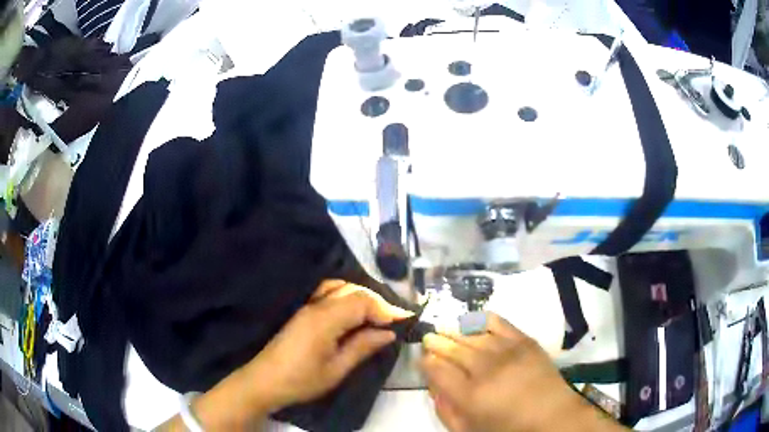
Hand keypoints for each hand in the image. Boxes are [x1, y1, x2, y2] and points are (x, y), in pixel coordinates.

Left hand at [240, 280, 412, 412]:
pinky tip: (353, 311)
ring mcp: (307, 306)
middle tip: (393, 320)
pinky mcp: (302, 312)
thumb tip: (388, 333)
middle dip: (376, 302)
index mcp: (325, 319)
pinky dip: (346, 296)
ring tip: (377, 315)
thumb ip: (362, 347)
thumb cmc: (301, 380)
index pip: (362, 301)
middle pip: (352, 290)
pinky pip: (328, 293)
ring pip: (339, 287)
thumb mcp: (336, 370)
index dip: (386, 307)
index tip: (406, 319)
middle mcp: (315, 305)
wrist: (264, 381)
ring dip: (361, 297)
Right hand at [421, 313, 624, 431]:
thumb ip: (446, 410)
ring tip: (446, 329)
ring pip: (473, 335)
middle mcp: (486, 369)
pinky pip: (499, 323)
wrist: (553, 416)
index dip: (427, 362)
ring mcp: (507, 352)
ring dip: (455, 331)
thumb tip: (433, 387)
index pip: (438, 370)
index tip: (423, 358)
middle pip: (453, 349)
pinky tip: (473, 319)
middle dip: (437, 342)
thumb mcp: (469, 430)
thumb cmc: (508, 428)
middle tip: (429, 338)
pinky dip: (483, 319)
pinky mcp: (525, 341)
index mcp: (470, 396)